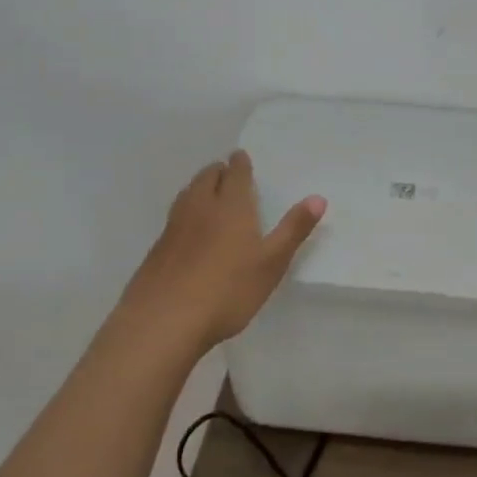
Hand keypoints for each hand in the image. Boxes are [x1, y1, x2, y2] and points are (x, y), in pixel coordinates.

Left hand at [118, 150, 326, 353]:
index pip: (235, 173)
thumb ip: (293, 229)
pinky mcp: (157, 248)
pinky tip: (190, 229)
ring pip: (188, 194)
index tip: (241, 157)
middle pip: (207, 178)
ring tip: (209, 193)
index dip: (240, 163)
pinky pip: (175, 217)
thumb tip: (318, 198)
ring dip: (200, 187)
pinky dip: (186, 211)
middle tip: (228, 173)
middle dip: (218, 171)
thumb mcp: (271, 262)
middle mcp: (200, 207)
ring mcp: (174, 227)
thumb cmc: (228, 290)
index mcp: (231, 205)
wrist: (164, 320)